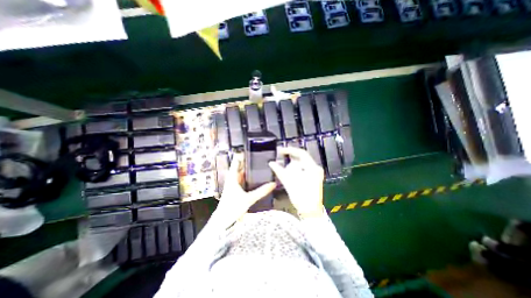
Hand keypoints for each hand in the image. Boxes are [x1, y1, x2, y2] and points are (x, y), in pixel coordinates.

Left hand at [213, 152, 275, 224]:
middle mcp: (232, 179)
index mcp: (233, 177)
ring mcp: (233, 185)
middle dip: (248, 164)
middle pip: (240, 168)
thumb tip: (273, 184)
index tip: (251, 151)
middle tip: (259, 160)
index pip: (236, 162)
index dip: (242, 156)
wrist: (222, 221)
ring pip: (241, 175)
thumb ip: (261, 191)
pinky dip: (248, 179)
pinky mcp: (235, 190)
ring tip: (259, 168)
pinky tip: (255, 180)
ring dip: (249, 172)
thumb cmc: (233, 207)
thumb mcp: (249, 198)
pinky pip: (242, 181)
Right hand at [268, 147, 326, 218]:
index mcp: (312, 167)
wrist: (310, 212)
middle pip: (302, 158)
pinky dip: (296, 168)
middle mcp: (316, 168)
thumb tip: (271, 163)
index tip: (281, 150)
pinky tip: (290, 171)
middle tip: (281, 156)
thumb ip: (279, 170)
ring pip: (302, 163)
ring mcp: (316, 173)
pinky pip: (304, 168)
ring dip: (293, 163)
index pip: (301, 153)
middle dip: (291, 157)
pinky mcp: (314, 178)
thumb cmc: (301, 197)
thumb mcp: (289, 182)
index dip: (290, 150)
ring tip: (284, 165)